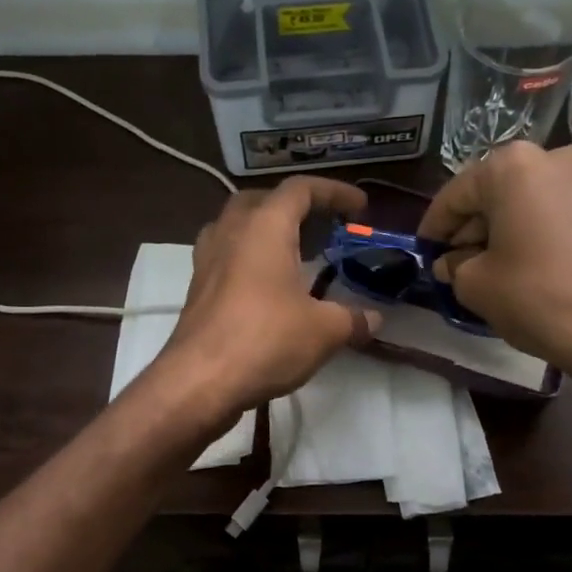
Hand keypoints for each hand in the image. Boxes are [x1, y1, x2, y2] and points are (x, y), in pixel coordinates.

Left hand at [156, 177, 377, 416]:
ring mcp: (207, 260)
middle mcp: (231, 233)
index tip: (359, 207)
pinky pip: (225, 256)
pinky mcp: (197, 289)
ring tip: (291, 253)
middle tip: (319, 226)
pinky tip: (267, 288)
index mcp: (265, 227)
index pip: (300, 189)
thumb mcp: (324, 331)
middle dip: (293, 206)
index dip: (333, 192)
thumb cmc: (265, 340)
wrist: (199, 382)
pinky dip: (248, 259)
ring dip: (264, 231)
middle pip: (261, 200)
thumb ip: (353, 319)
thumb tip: (374, 318)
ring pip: (236, 227)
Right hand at [418, 143, 571, 383]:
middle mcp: (557, 159)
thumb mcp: (474, 285)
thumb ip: (454, 265)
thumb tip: (452, 263)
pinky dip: (547, 233)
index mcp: (513, 166)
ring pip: (535, 201)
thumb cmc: (536, 297)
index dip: (434, 226)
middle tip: (458, 262)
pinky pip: (567, 215)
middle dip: (475, 226)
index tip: (424, 250)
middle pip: (499, 192)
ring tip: (499, 265)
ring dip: (511, 228)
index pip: (457, 194)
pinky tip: (540, 267)